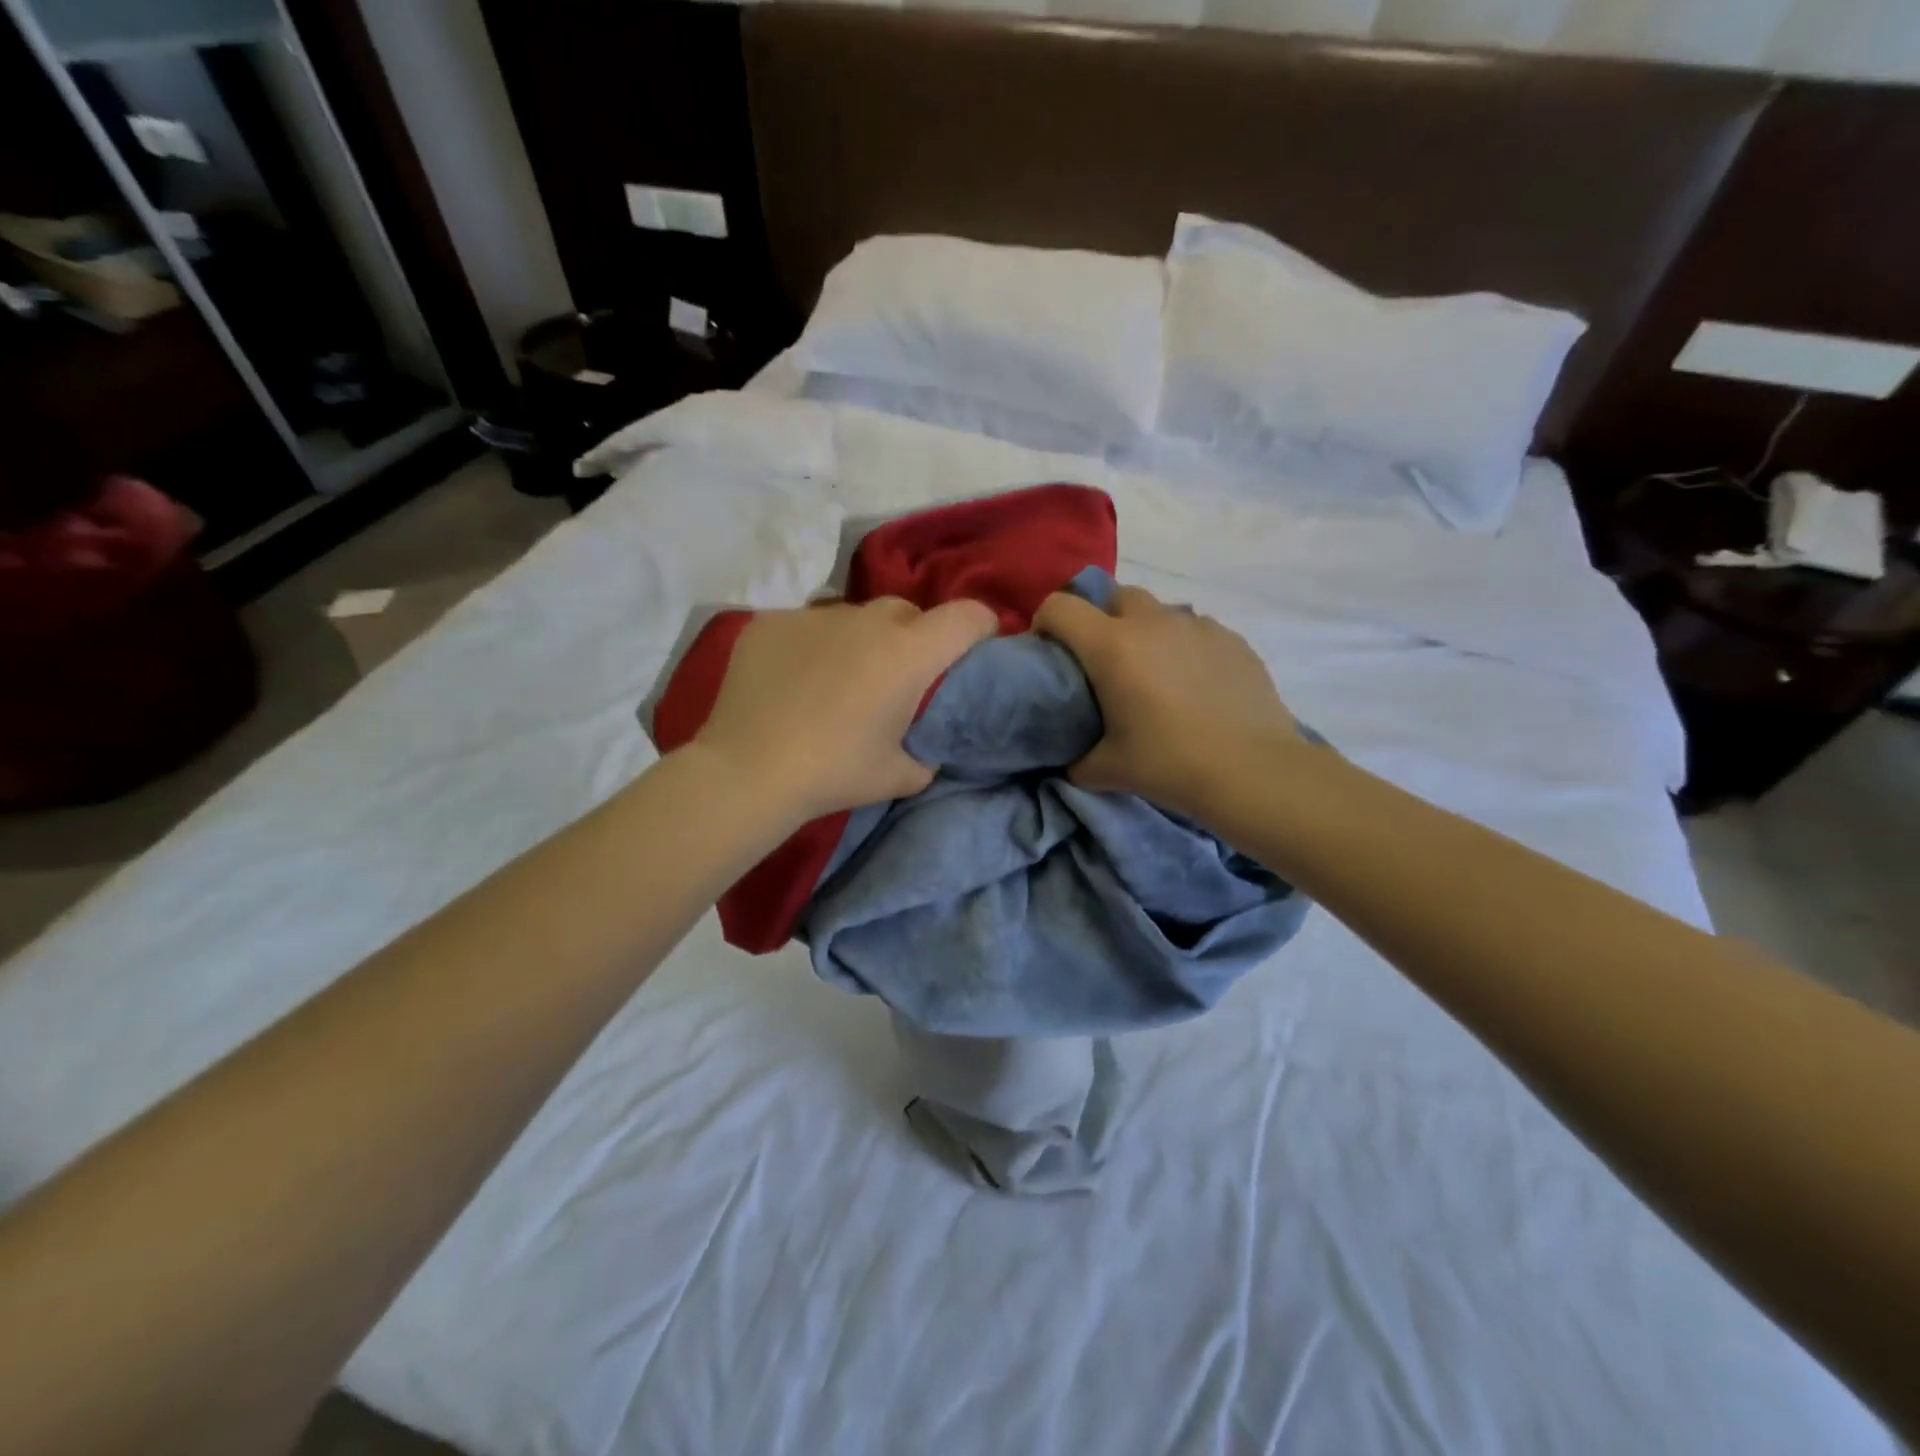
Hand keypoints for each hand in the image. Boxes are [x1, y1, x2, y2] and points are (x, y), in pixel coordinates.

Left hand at [693, 596, 997, 821]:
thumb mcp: (901, 776)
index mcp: (909, 653)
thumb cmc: (834, 772)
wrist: (748, 772)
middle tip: (898, 677)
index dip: (981, 628)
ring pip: (855, 616)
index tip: (974, 649)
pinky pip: (807, 625)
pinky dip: (812, 646)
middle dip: (914, 637)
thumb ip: (928, 753)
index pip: (967, 616)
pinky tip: (793, 680)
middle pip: (908, 612)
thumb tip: (926, 745)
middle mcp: (868, 620)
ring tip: (840, 678)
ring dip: (861, 640)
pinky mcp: (772, 621)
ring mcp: (815, 615)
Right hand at [1035, 584, 1301, 817]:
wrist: (1252, 770)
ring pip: (1159, 612)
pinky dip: (1184, 647)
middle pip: (1115, 596)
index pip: (1061, 607)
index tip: (1049, 648)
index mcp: (1111, 646)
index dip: (1045, 621)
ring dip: (1146, 632)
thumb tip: (1072, 762)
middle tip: (1104, 661)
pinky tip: (1194, 684)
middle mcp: (1152, 623)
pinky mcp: (1232, 639)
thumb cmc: (1169, 764)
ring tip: (1154, 673)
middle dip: (1101, 618)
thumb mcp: (1108, 769)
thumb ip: (1078, 760)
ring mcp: (1197, 626)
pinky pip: (1196, 631)